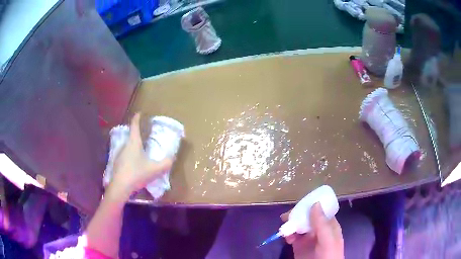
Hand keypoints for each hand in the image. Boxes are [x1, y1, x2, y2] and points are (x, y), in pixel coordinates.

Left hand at [110, 113, 172, 199]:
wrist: (120, 187)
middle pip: (131, 136)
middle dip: (137, 134)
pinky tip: (134, 165)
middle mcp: (125, 146)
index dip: (137, 118)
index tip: (139, 113)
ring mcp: (119, 154)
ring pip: (128, 147)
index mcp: (134, 143)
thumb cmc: (137, 174)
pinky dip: (130, 156)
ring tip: (141, 152)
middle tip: (145, 136)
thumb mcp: (155, 169)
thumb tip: (172, 158)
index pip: (134, 126)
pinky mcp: (117, 163)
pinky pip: (125, 155)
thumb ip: (166, 163)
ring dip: (134, 147)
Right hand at [281, 203, 343, 258]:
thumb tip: (315, 203)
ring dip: (291, 224)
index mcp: (329, 225)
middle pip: (307, 217)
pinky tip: (286, 237)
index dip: (311, 206)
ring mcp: (308, 238)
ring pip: (298, 226)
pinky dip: (287, 234)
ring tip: (285, 227)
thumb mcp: (328, 240)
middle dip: (297, 215)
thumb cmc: (328, 255)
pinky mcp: (298, 246)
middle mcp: (318, 229)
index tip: (300, 204)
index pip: (320, 211)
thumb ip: (322, 224)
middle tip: (286, 216)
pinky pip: (292, 236)